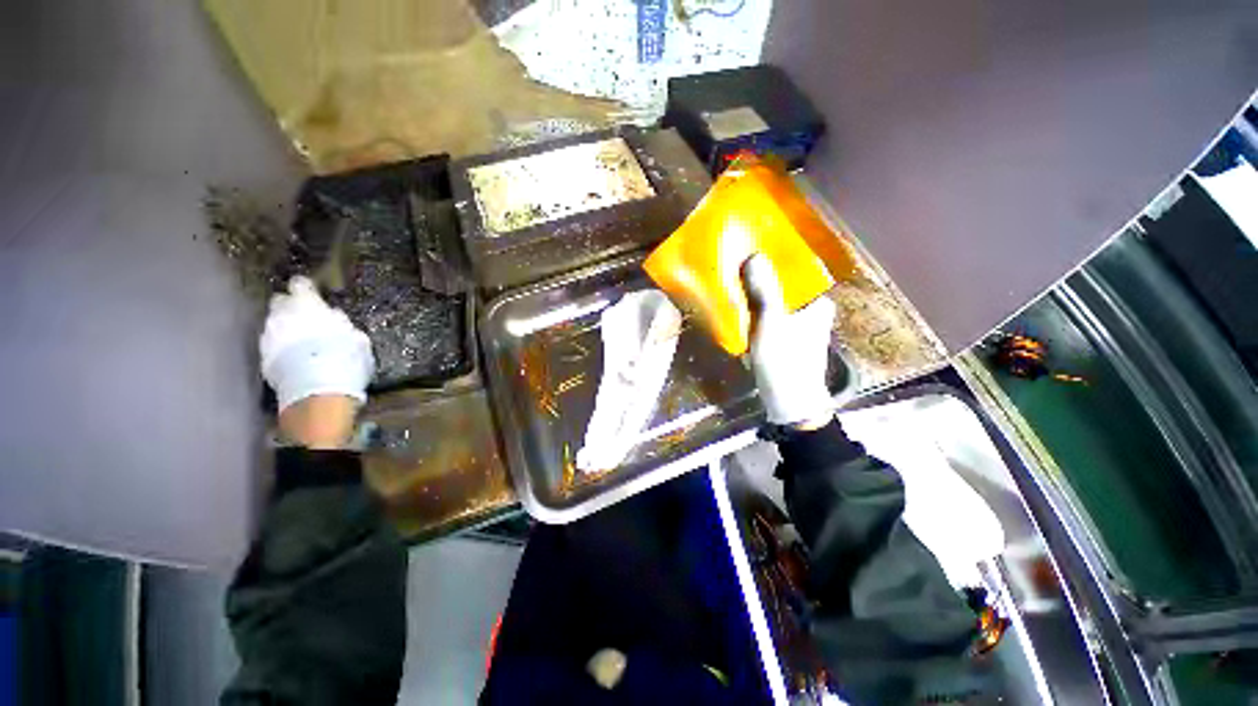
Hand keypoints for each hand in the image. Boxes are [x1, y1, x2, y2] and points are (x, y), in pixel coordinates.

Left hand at [260, 277, 373, 446]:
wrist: (317, 391)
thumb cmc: (346, 358)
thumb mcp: (357, 339)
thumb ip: (342, 324)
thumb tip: (335, 318)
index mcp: (307, 304)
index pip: (300, 284)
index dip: (307, 289)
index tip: (315, 295)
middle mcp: (282, 314)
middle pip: (280, 301)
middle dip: (290, 307)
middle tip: (305, 318)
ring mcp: (268, 336)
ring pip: (273, 323)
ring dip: (284, 328)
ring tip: (300, 341)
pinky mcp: (262, 357)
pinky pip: (270, 345)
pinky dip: (280, 347)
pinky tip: (293, 358)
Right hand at [740, 254, 836, 427]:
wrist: (790, 403)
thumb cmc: (785, 362)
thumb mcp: (772, 324)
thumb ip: (764, 291)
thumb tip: (753, 256)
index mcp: (817, 303)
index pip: (795, 271)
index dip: (771, 261)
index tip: (749, 252)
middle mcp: (812, 310)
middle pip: (782, 286)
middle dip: (760, 278)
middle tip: (735, 268)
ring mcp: (800, 326)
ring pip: (775, 301)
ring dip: (756, 294)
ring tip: (734, 285)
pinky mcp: (787, 338)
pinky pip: (770, 316)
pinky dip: (757, 311)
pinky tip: (740, 309)